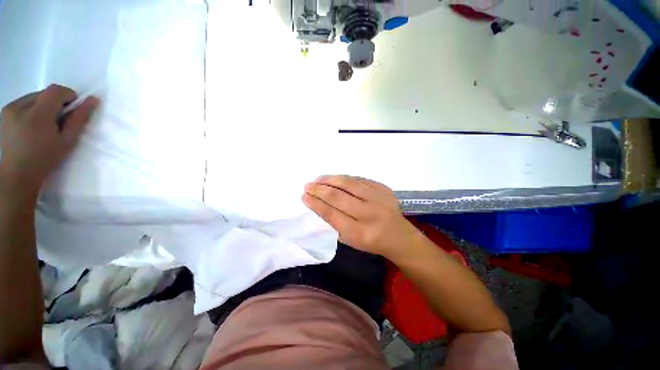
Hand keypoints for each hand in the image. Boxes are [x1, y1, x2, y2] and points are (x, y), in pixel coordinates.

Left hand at [0, 84, 98, 196]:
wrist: (17, 174)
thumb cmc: (45, 159)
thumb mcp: (67, 141)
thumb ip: (79, 119)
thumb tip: (93, 100)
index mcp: (37, 115)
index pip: (56, 91)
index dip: (68, 95)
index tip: (73, 108)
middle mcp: (20, 107)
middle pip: (44, 93)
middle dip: (55, 103)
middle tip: (57, 121)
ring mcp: (9, 108)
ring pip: (34, 97)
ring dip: (43, 106)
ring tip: (43, 125)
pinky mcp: (4, 111)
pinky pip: (23, 102)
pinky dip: (31, 109)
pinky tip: (30, 125)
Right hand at [303, 175, 418, 258]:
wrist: (399, 237)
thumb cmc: (372, 242)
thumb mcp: (351, 240)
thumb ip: (335, 223)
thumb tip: (319, 203)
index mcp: (359, 232)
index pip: (331, 214)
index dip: (316, 203)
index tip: (304, 196)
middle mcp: (370, 214)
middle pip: (338, 196)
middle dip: (319, 189)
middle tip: (308, 185)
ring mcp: (379, 199)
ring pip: (349, 183)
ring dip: (330, 179)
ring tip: (318, 179)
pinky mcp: (384, 189)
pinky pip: (360, 179)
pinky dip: (345, 178)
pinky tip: (336, 179)